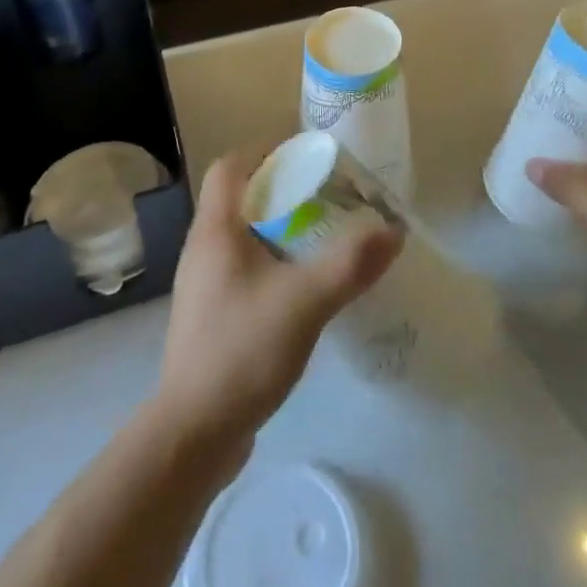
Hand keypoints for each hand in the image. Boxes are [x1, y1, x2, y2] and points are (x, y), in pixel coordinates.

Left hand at [156, 148, 399, 452]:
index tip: (306, 157)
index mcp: (215, 230)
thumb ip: (350, 263)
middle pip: (239, 198)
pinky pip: (244, 270)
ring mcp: (204, 285)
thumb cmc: (242, 350)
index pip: (229, 166)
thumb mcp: (305, 301)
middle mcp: (203, 249)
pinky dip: (273, 263)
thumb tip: (393, 229)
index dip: (265, 151)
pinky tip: (303, 286)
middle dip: (282, 190)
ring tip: (322, 237)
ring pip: (242, 236)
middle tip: (326, 197)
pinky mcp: (212, 317)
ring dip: (279, 228)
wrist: (192, 435)